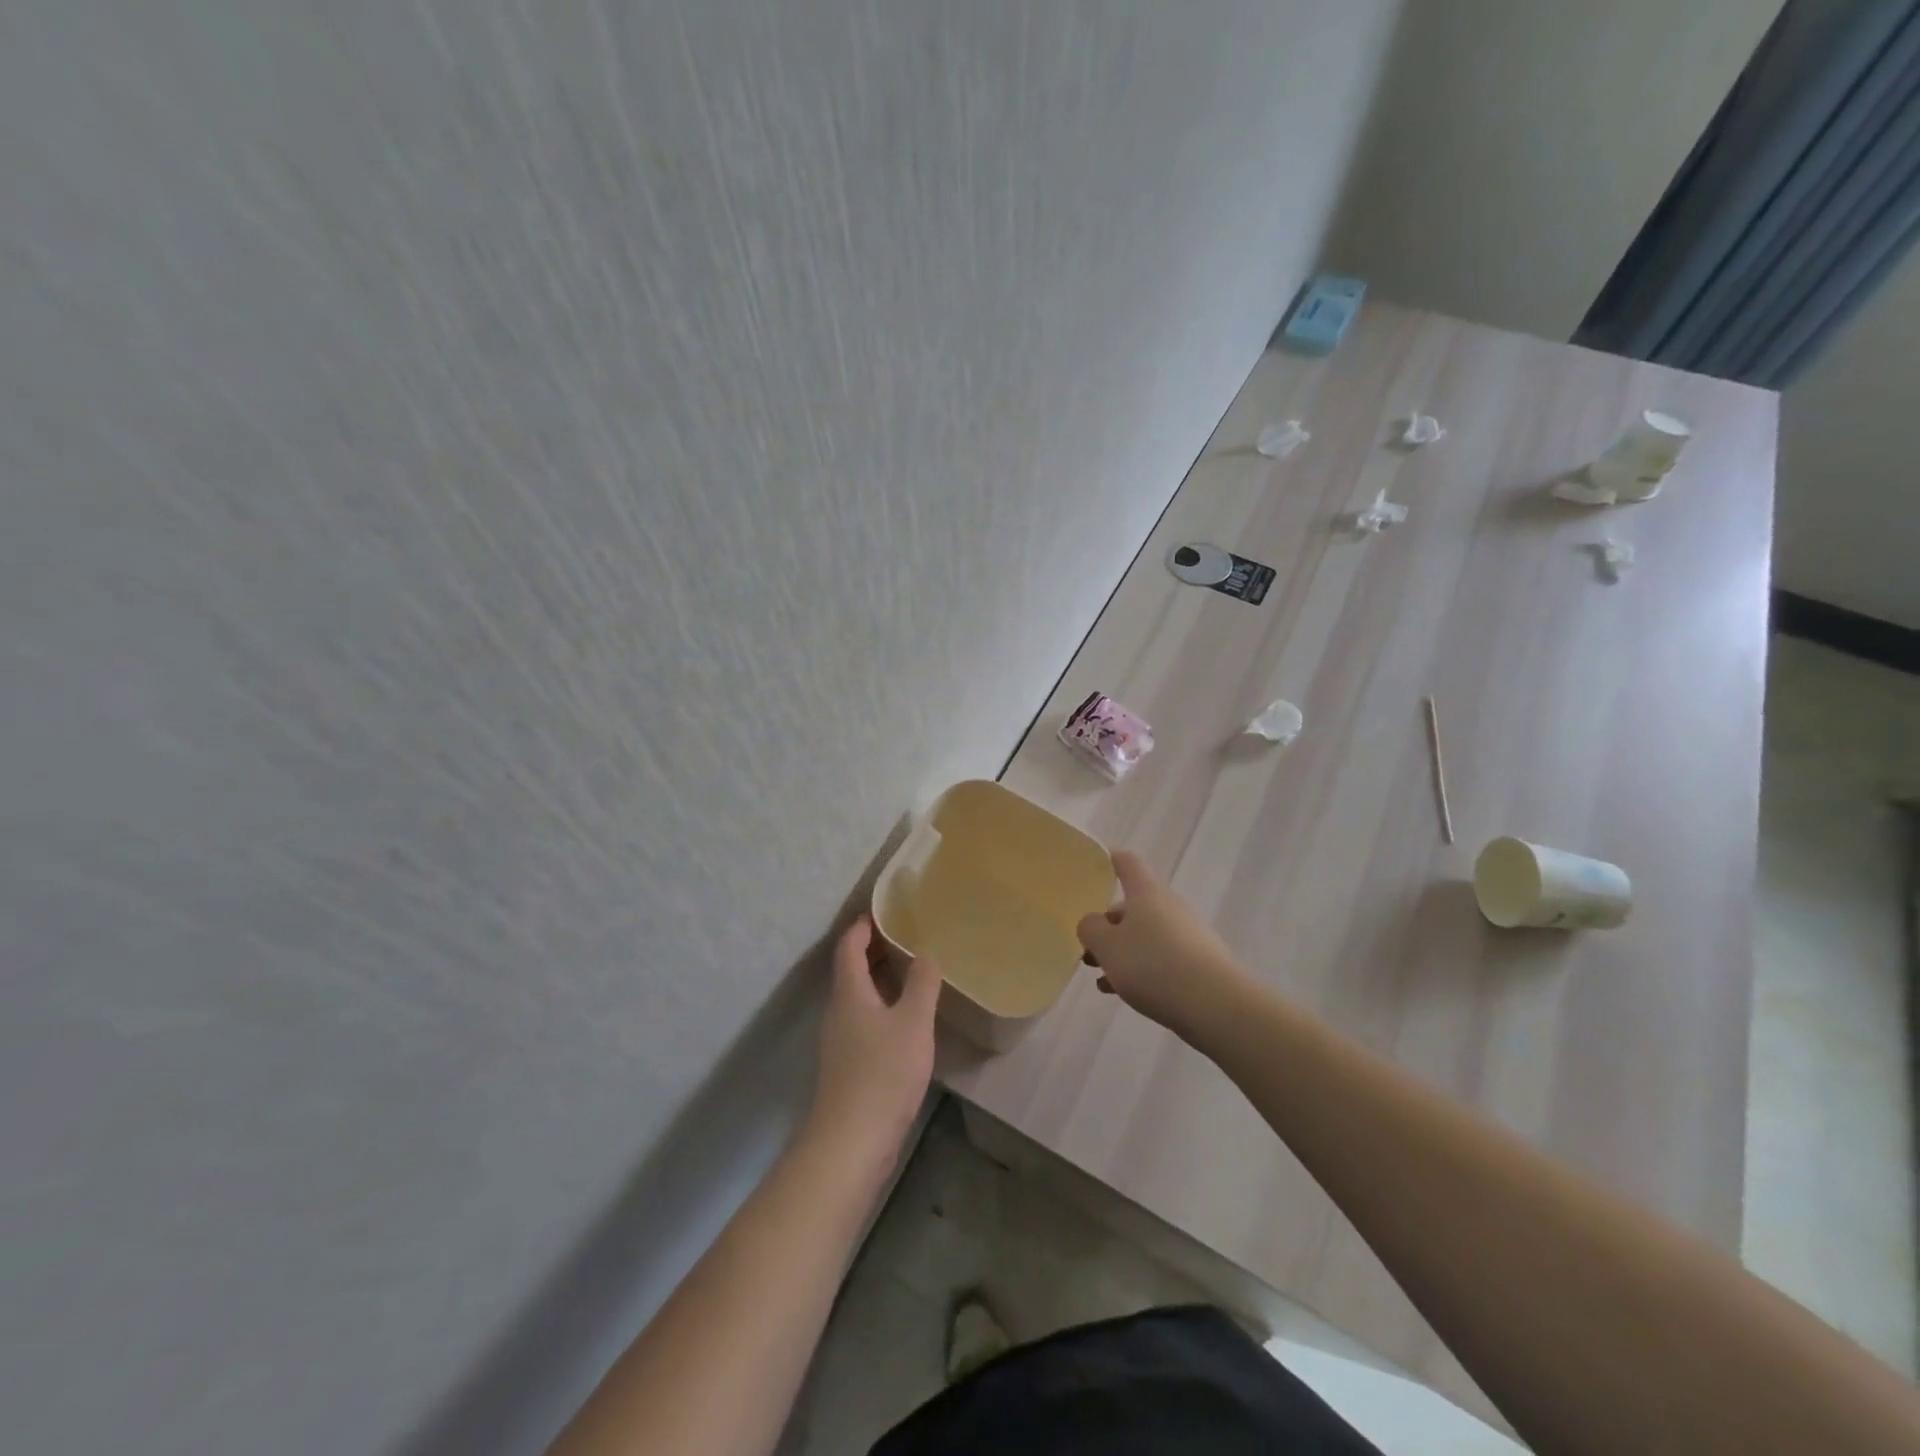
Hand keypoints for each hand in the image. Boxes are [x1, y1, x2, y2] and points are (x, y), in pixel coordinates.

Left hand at [809, 915, 940, 1164]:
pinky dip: (881, 1006)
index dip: (863, 926)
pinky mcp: (847, 1065)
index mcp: (849, 993)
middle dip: (874, 950)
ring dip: (879, 980)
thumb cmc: (883, 1073)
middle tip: (907, 937)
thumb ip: (922, 984)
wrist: (852, 1141)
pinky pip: (863, 1020)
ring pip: (857, 997)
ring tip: (911, 972)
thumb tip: (925, 955)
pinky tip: (905, 1019)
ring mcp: (840, 1041)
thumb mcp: (913, 1023)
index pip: (848, 946)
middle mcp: (838, 1011)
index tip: (884, 911)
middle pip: (850, 970)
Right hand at [1076, 850, 1250, 1041]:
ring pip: (1145, 935)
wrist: (1216, 1005)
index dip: (1109, 860)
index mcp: (1146, 892)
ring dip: (1121, 951)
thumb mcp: (1107, 946)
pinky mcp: (1198, 963)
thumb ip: (1090, 929)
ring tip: (1099, 976)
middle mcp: (1169, 906)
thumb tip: (1092, 922)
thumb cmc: (1153, 965)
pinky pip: (1160, 958)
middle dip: (1108, 924)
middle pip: (1133, 905)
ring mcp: (1187, 934)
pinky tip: (1121, 993)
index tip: (1093, 865)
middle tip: (1087, 946)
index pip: (1126, 863)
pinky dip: (1139, 969)